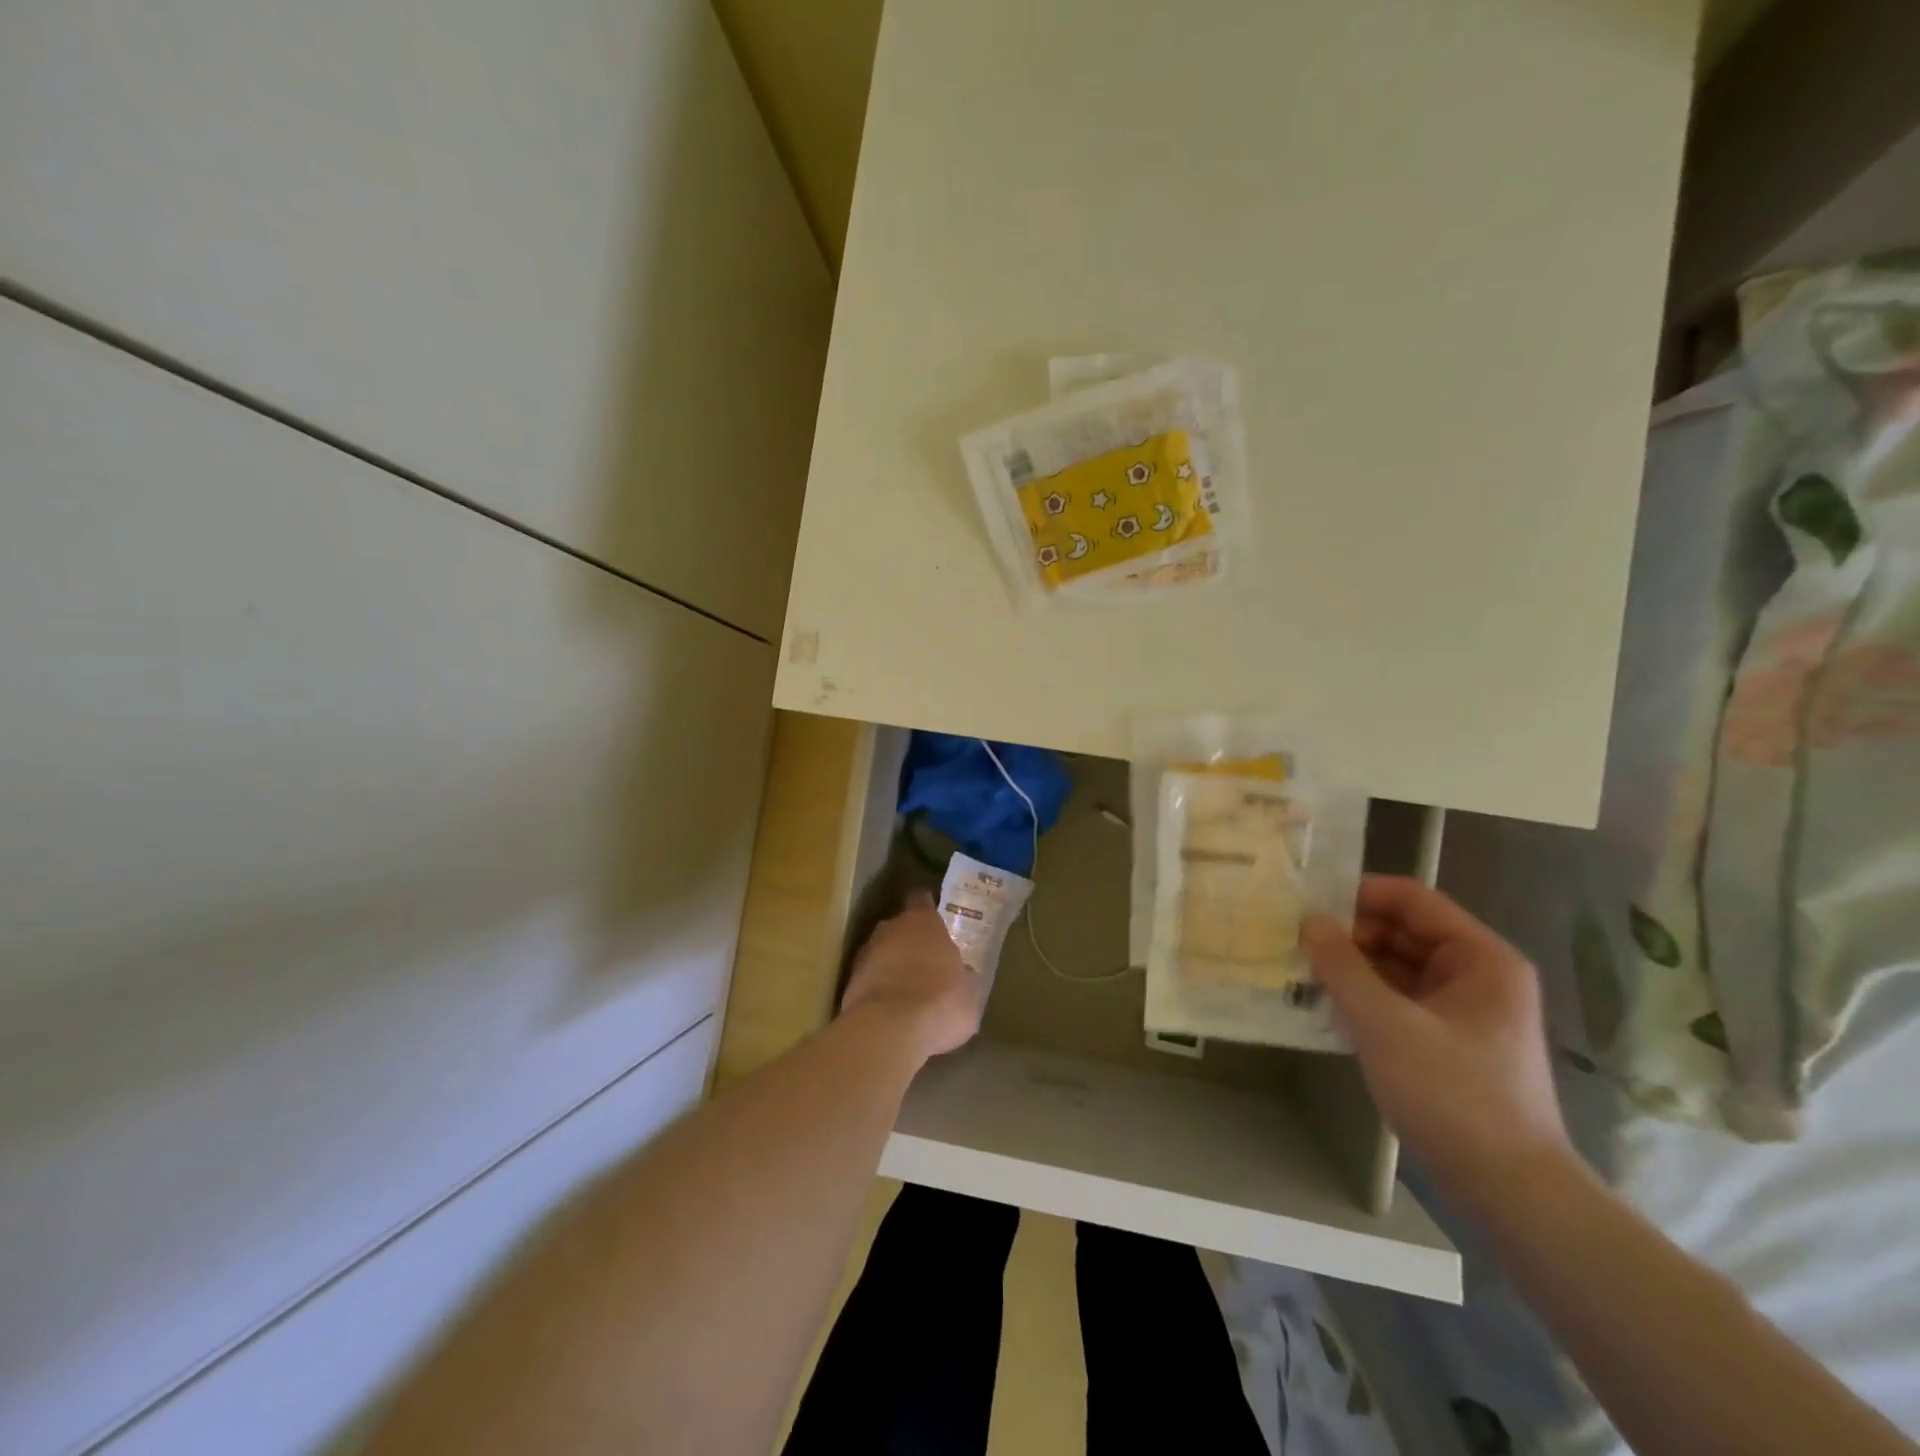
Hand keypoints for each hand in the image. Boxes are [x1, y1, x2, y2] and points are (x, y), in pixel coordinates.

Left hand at [841, 891, 983, 1062]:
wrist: (889, 1030)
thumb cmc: (941, 1000)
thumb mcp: (969, 991)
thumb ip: (963, 975)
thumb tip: (963, 974)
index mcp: (923, 921)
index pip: (921, 899)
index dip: (927, 906)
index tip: (933, 915)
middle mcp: (890, 929)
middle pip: (899, 927)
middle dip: (909, 941)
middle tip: (925, 961)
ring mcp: (865, 955)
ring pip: (881, 953)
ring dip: (892, 966)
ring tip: (908, 990)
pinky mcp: (849, 983)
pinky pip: (869, 980)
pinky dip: (878, 989)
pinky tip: (891, 1010)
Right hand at [1303, 875, 1574, 1215]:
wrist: (1512, 1194)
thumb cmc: (1454, 1095)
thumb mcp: (1387, 1025)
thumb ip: (1343, 967)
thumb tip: (1308, 921)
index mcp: (1480, 958)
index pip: (1412, 900)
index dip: (1358, 893)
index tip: (1306, 900)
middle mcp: (1476, 975)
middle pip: (1402, 931)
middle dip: (1348, 933)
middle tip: (1292, 937)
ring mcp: (1462, 1011)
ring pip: (1396, 967)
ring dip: (1350, 966)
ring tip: (1297, 967)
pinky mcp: (1446, 1043)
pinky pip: (1397, 1000)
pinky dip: (1362, 997)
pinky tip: (1321, 1003)